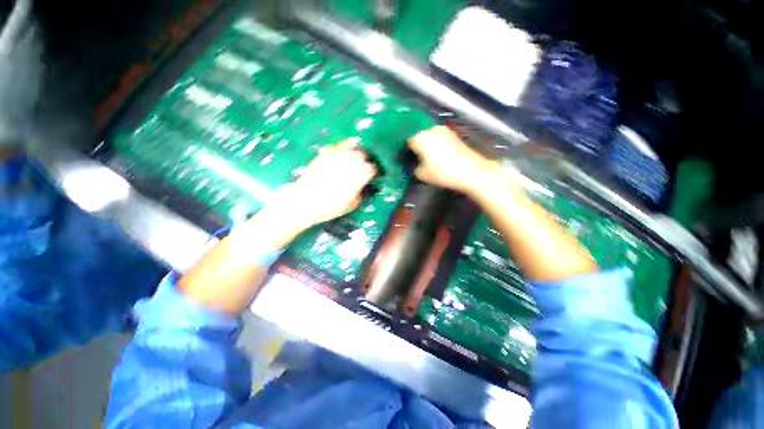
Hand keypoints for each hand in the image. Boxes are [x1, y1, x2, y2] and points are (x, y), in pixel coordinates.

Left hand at [271, 139, 376, 230]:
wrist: (306, 200)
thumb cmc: (333, 205)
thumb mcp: (353, 204)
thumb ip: (361, 193)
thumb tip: (361, 188)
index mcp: (362, 172)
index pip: (373, 168)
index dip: (373, 172)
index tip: (372, 176)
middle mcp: (353, 159)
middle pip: (363, 154)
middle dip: (365, 160)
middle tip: (363, 166)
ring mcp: (338, 154)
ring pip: (351, 146)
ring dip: (355, 151)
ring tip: (354, 156)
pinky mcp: (325, 152)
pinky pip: (336, 146)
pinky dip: (340, 148)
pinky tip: (339, 154)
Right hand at [408, 126, 496, 193]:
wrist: (471, 171)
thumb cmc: (442, 172)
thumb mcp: (422, 174)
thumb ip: (414, 168)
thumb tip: (415, 164)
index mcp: (420, 137)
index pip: (407, 141)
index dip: (405, 151)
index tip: (406, 159)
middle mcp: (431, 129)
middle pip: (419, 136)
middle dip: (416, 146)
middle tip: (415, 158)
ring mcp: (444, 130)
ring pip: (430, 136)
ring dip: (427, 145)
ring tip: (427, 157)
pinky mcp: (454, 135)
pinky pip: (439, 138)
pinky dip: (436, 145)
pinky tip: (438, 155)